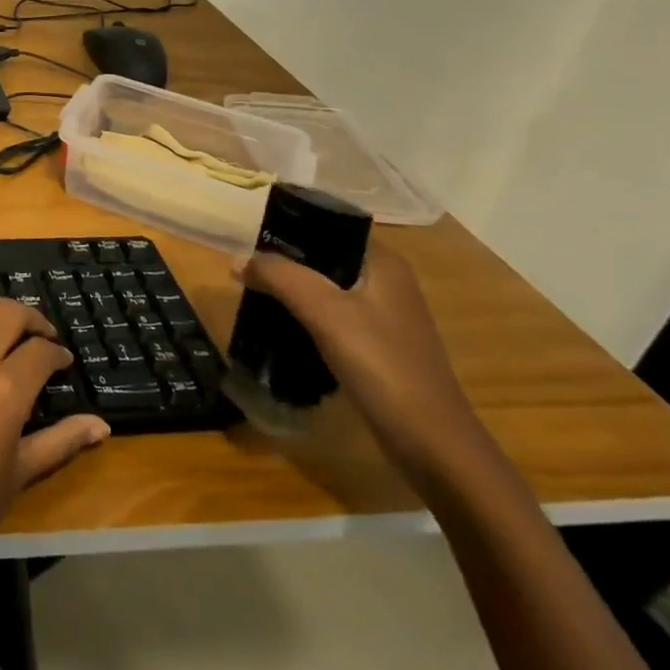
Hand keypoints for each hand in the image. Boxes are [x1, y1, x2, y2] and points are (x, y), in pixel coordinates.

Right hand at [237, 243, 484, 486]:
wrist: (430, 442)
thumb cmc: (381, 364)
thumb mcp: (324, 311)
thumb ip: (279, 276)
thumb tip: (238, 259)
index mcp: (383, 263)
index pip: (329, 227)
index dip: (289, 229)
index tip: (251, 242)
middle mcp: (387, 283)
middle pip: (323, 258)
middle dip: (284, 264)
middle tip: (246, 273)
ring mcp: (384, 317)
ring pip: (325, 289)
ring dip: (292, 292)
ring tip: (255, 298)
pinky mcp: (377, 347)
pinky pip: (331, 318)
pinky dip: (304, 318)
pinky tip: (281, 329)